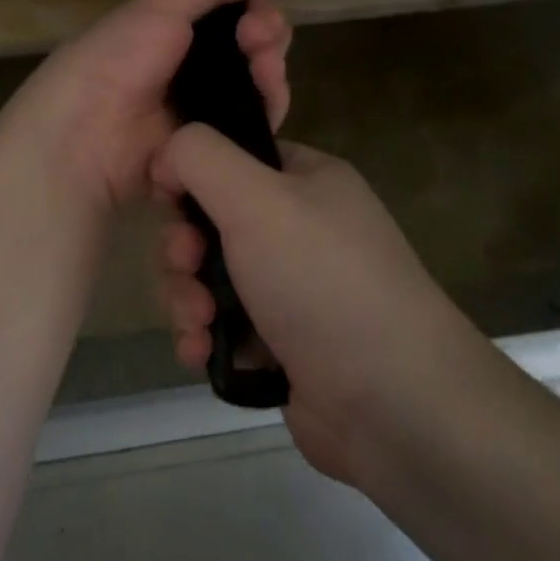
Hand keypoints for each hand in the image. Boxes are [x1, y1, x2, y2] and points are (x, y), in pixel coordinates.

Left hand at [2, 0, 292, 213]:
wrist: (86, 135)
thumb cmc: (116, 60)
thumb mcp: (157, 8)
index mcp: (172, 36)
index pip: (230, 20)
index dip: (255, 12)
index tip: (261, 9)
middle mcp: (190, 74)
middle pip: (251, 55)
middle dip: (267, 39)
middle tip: (260, 39)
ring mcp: (202, 115)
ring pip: (258, 93)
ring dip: (271, 74)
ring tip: (264, 69)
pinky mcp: (211, 152)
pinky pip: (252, 133)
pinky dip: (266, 113)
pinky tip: (266, 100)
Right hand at [150, 127, 490, 486]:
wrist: (393, 403)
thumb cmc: (322, 280)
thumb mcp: (256, 198)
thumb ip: (200, 158)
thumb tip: (167, 157)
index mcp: (307, 180)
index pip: (233, 157)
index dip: (192, 176)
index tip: (169, 203)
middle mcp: (301, 228)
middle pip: (212, 221)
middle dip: (185, 249)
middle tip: (188, 268)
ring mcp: (292, 289)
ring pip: (209, 277)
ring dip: (187, 298)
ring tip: (198, 324)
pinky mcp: (280, 344)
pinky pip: (222, 326)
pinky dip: (204, 336)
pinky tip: (200, 354)